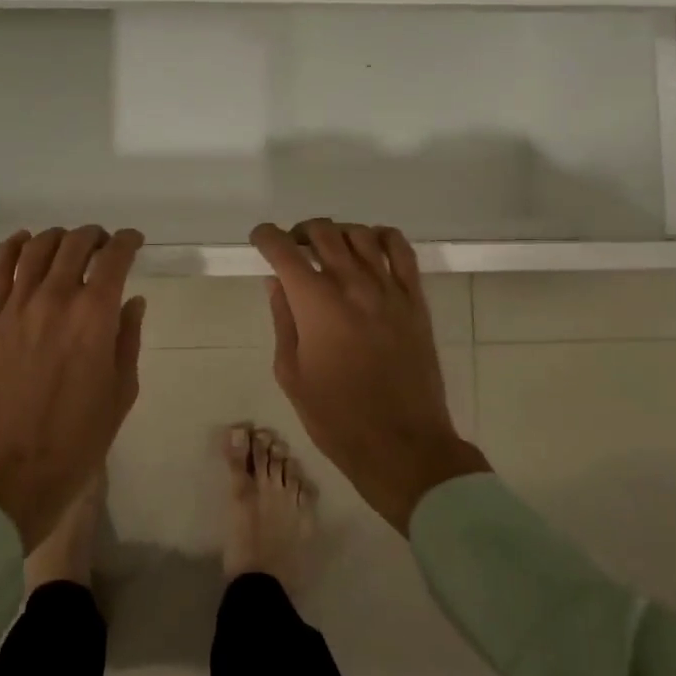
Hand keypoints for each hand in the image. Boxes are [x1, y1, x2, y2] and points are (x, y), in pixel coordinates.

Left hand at [0, 227, 145, 551]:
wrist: (11, 471)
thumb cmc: (78, 438)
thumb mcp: (121, 391)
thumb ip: (128, 339)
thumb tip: (132, 302)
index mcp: (94, 316)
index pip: (114, 258)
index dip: (127, 242)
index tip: (134, 242)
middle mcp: (55, 299)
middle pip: (74, 244)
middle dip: (94, 237)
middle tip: (103, 244)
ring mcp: (16, 308)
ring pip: (36, 249)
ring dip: (56, 237)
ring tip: (67, 243)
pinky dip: (10, 248)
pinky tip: (21, 241)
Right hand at [251, 220, 489, 533]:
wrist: (402, 443)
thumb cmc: (336, 417)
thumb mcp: (291, 373)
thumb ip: (284, 320)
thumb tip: (277, 283)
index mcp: (315, 303)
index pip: (284, 250)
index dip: (266, 237)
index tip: (260, 239)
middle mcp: (352, 284)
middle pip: (323, 233)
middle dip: (300, 232)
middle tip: (292, 248)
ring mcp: (388, 288)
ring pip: (360, 235)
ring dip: (337, 233)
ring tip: (328, 249)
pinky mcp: (415, 300)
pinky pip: (401, 250)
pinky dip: (382, 237)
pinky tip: (370, 246)